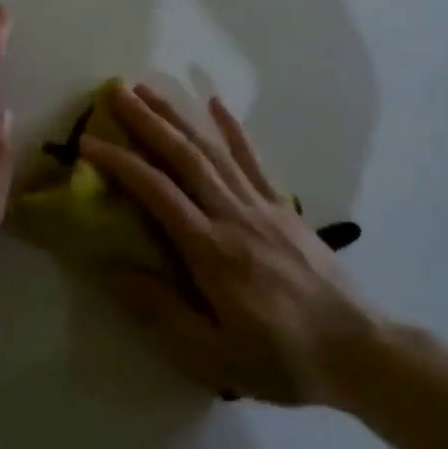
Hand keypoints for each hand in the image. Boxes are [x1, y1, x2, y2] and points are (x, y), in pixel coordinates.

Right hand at [79, 84, 381, 406]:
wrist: (359, 350)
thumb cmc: (280, 358)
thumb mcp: (212, 354)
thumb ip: (159, 310)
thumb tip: (111, 267)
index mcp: (210, 250)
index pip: (156, 193)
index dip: (120, 163)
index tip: (88, 143)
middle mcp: (234, 215)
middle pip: (184, 157)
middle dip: (147, 122)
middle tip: (116, 92)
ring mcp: (262, 206)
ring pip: (213, 150)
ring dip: (180, 116)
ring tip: (150, 90)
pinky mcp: (284, 207)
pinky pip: (254, 160)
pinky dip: (233, 129)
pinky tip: (216, 104)